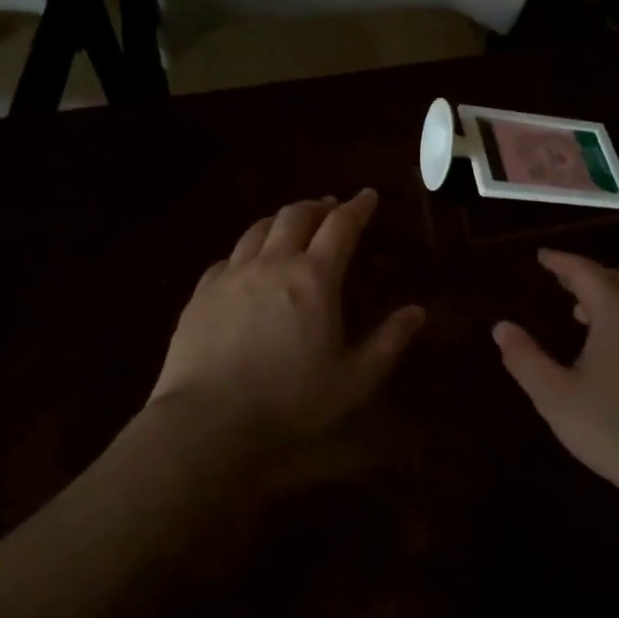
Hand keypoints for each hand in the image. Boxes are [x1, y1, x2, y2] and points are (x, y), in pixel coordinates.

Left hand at [149, 189, 424, 434]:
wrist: (209, 421)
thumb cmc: (291, 401)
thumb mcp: (354, 379)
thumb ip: (388, 341)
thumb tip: (417, 311)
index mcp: (314, 278)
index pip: (340, 226)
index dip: (358, 207)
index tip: (368, 196)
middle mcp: (272, 264)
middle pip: (295, 216)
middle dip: (317, 206)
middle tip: (330, 208)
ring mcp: (231, 276)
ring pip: (258, 229)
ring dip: (280, 220)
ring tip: (291, 226)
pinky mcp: (202, 294)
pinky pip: (228, 258)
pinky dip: (247, 251)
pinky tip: (248, 264)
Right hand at [494, 250, 618, 492]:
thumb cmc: (613, 429)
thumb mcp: (556, 397)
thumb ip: (525, 359)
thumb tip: (501, 327)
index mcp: (618, 317)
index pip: (587, 273)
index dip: (562, 262)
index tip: (541, 256)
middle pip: (615, 282)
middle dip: (584, 275)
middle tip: (558, 279)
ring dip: (605, 300)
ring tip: (578, 313)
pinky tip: (611, 351)